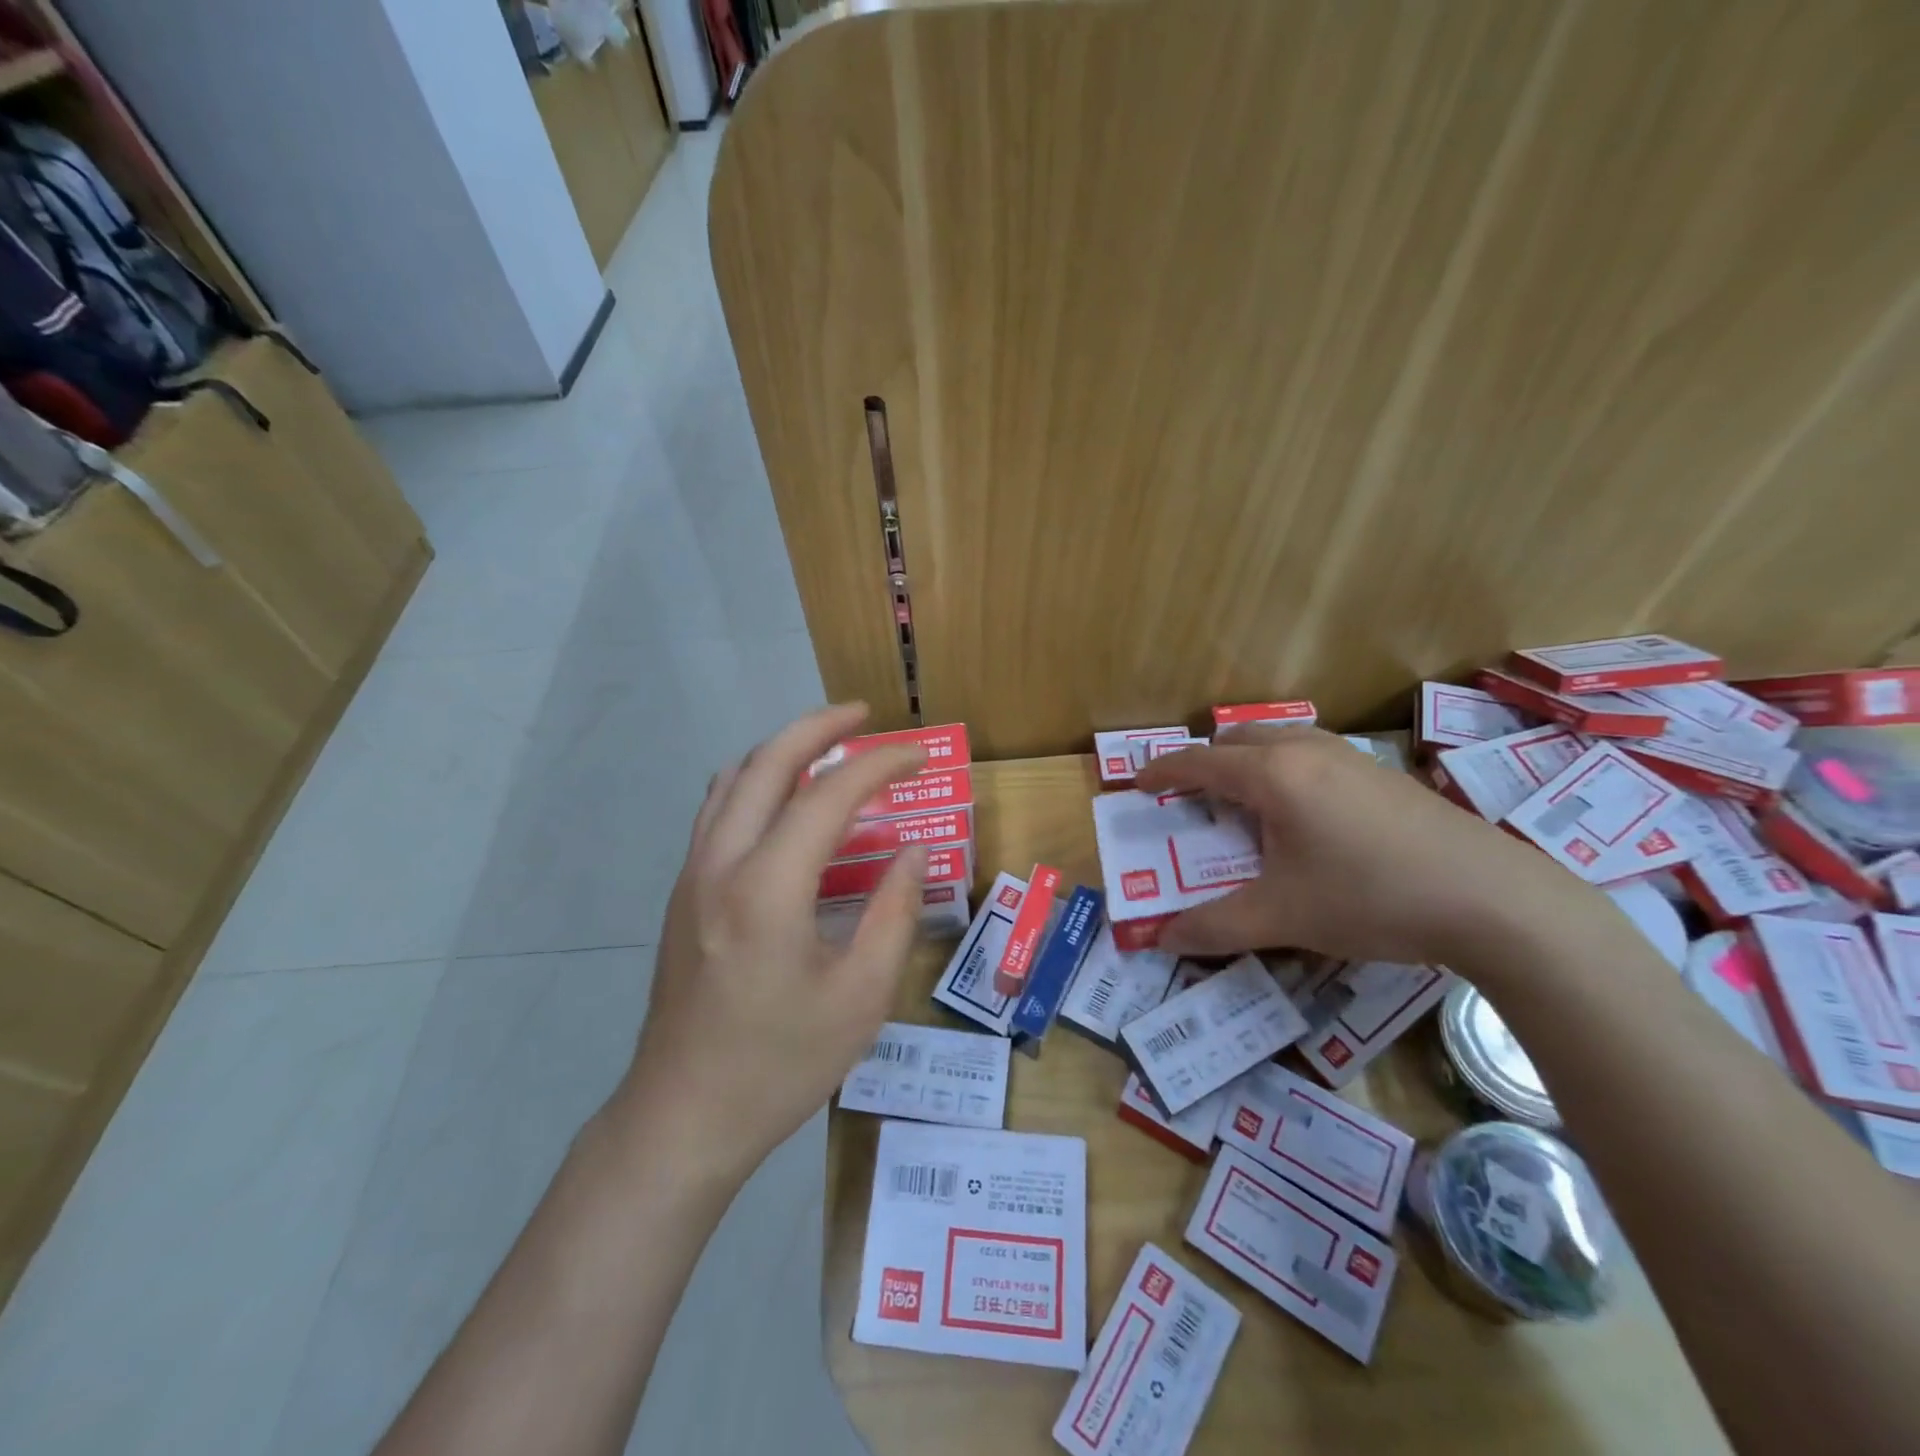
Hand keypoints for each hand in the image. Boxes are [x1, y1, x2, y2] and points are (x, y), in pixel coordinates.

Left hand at [613, 703, 928, 1185]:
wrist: (683, 1117)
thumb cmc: (781, 1064)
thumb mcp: (861, 997)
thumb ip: (895, 913)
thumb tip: (915, 851)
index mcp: (768, 888)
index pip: (828, 795)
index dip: (879, 765)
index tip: (917, 756)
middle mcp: (721, 864)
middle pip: (766, 763)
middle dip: (818, 727)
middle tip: (863, 715)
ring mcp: (692, 875)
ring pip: (732, 780)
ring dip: (781, 749)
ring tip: (827, 746)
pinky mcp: (682, 893)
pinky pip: (717, 810)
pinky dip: (754, 781)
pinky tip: (783, 801)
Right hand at [1132, 726, 1590, 966]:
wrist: (1494, 900)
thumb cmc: (1371, 899)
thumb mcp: (1283, 917)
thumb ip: (1214, 926)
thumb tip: (1162, 940)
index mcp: (1273, 775)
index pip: (1200, 762)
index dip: (1162, 771)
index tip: (1137, 783)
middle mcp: (1306, 751)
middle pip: (1238, 738)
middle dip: (1205, 762)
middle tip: (1190, 799)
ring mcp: (1350, 757)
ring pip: (1279, 740)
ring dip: (1248, 761)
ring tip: (1242, 804)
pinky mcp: (1382, 773)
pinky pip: (1311, 753)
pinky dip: (1284, 768)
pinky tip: (1303, 816)